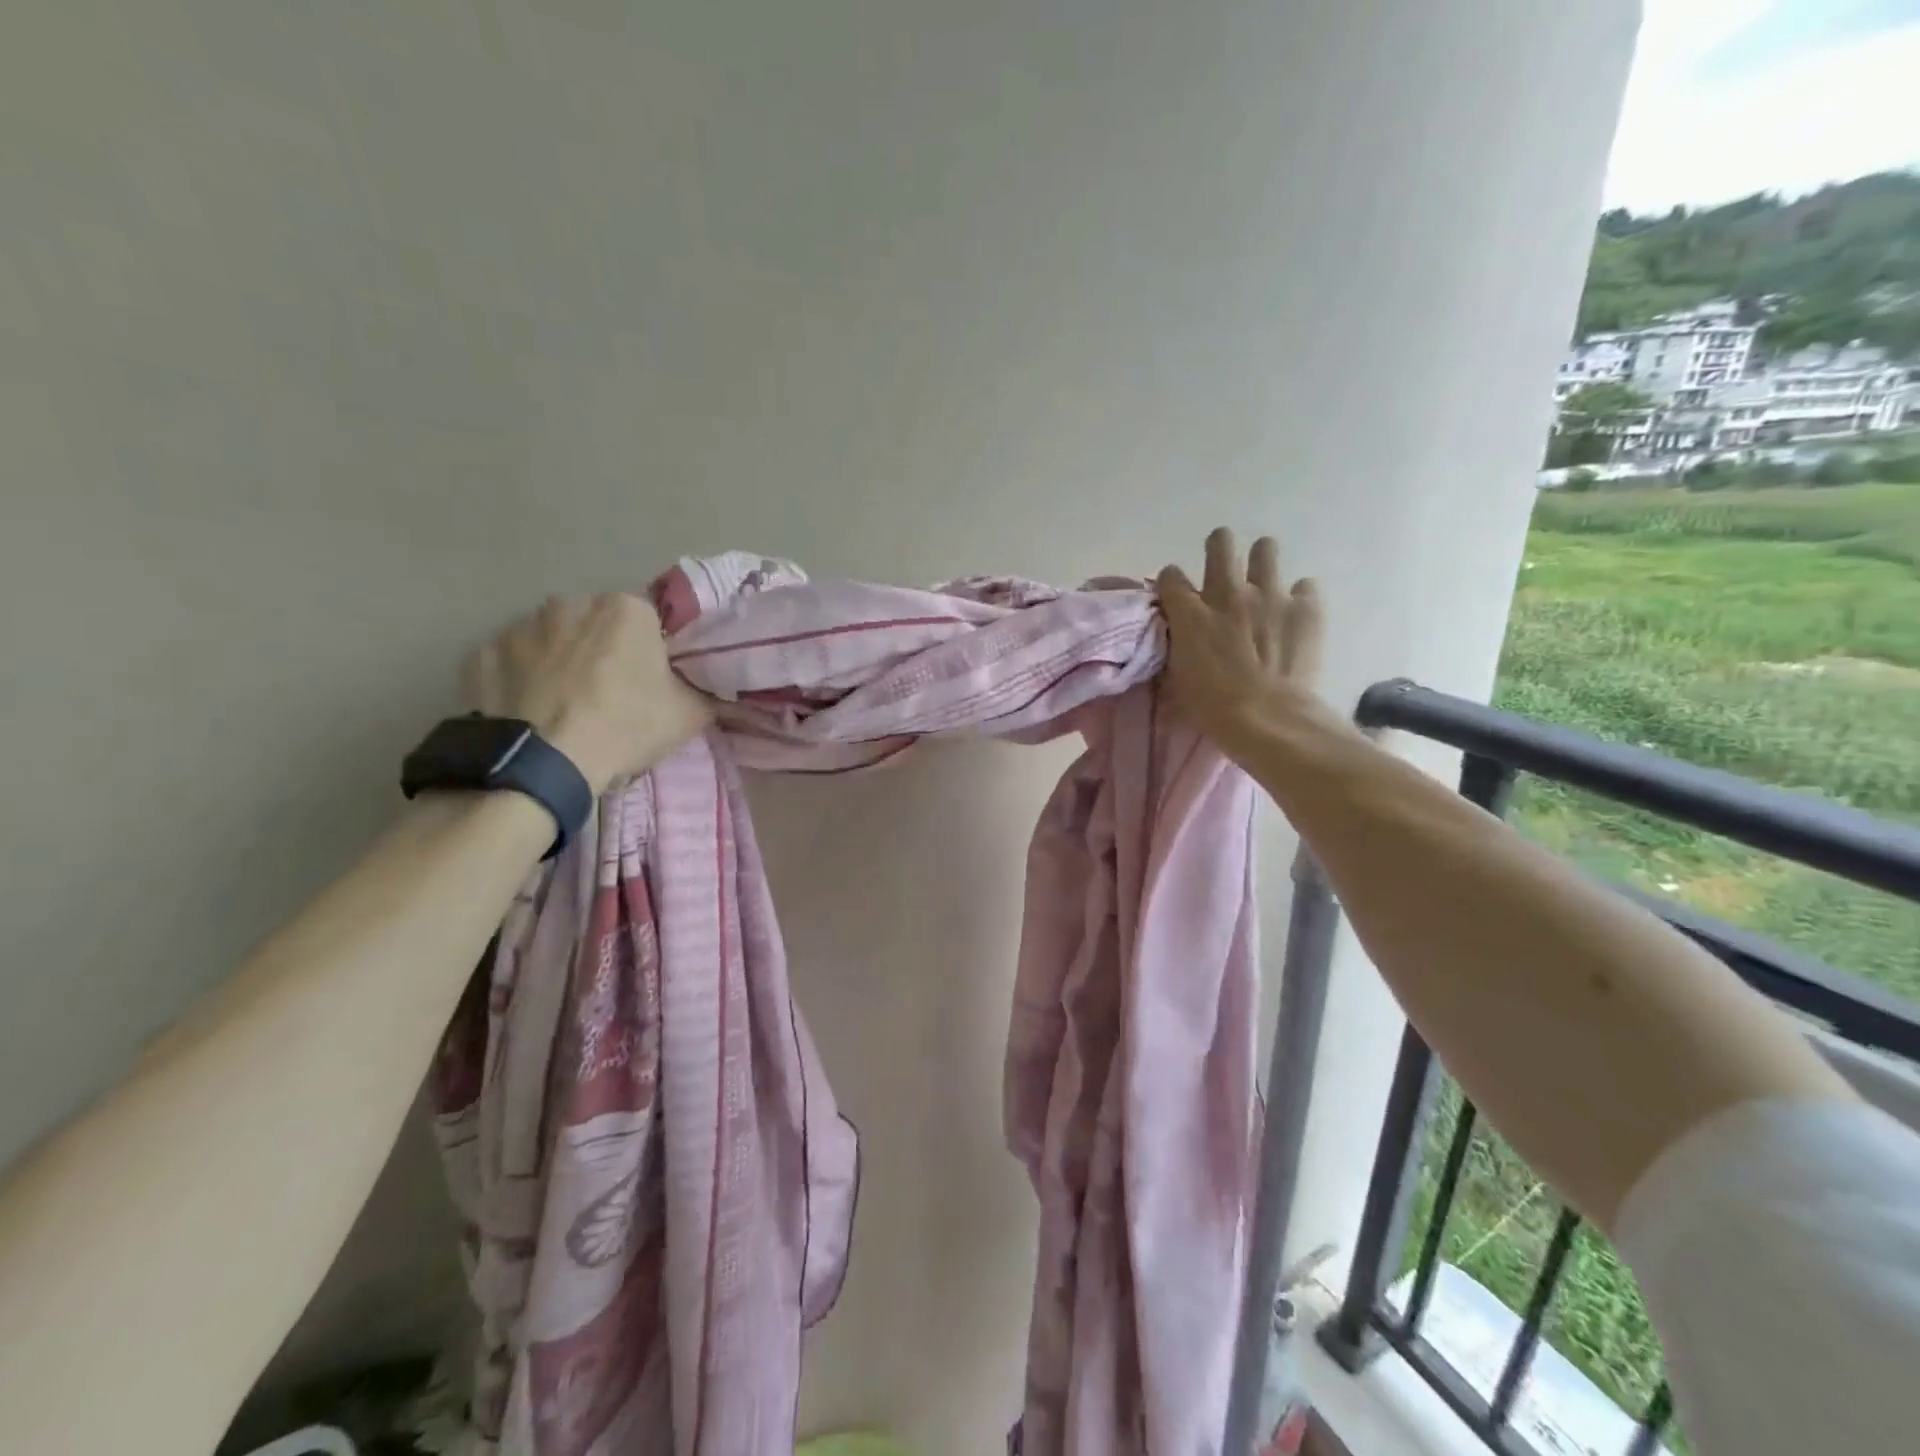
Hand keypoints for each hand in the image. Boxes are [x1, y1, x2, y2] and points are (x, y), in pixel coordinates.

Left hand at [463, 593, 710, 793]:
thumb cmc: (625, 727)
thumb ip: (704, 691)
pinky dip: (521, 680)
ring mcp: (521, 626)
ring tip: (564, 707)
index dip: (650, 654)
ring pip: (551, 641)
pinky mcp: (482, 653)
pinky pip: (512, 663)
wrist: (544, 764)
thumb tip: (710, 688)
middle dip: (603, 651)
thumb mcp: (689, 715)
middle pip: (596, 626)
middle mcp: (571, 603)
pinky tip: (530, 712)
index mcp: (626, 610)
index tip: (649, 684)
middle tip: (609, 696)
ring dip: (560, 662)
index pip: (648, 622)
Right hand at [1155, 528, 1324, 751]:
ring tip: (1262, 585)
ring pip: (1265, 549)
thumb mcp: (1177, 680)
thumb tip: (1177, 640)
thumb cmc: (1213, 709)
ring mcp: (1270, 595)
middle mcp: (1227, 593)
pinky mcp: (1306, 607)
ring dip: (1261, 563)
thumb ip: (1177, 649)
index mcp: (1190, 614)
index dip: (1172, 585)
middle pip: (1220, 542)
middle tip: (1222, 571)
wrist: (1269, 720)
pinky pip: (1305, 587)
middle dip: (1219, 550)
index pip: (1170, 576)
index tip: (1177, 598)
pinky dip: (1299, 598)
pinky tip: (1296, 616)